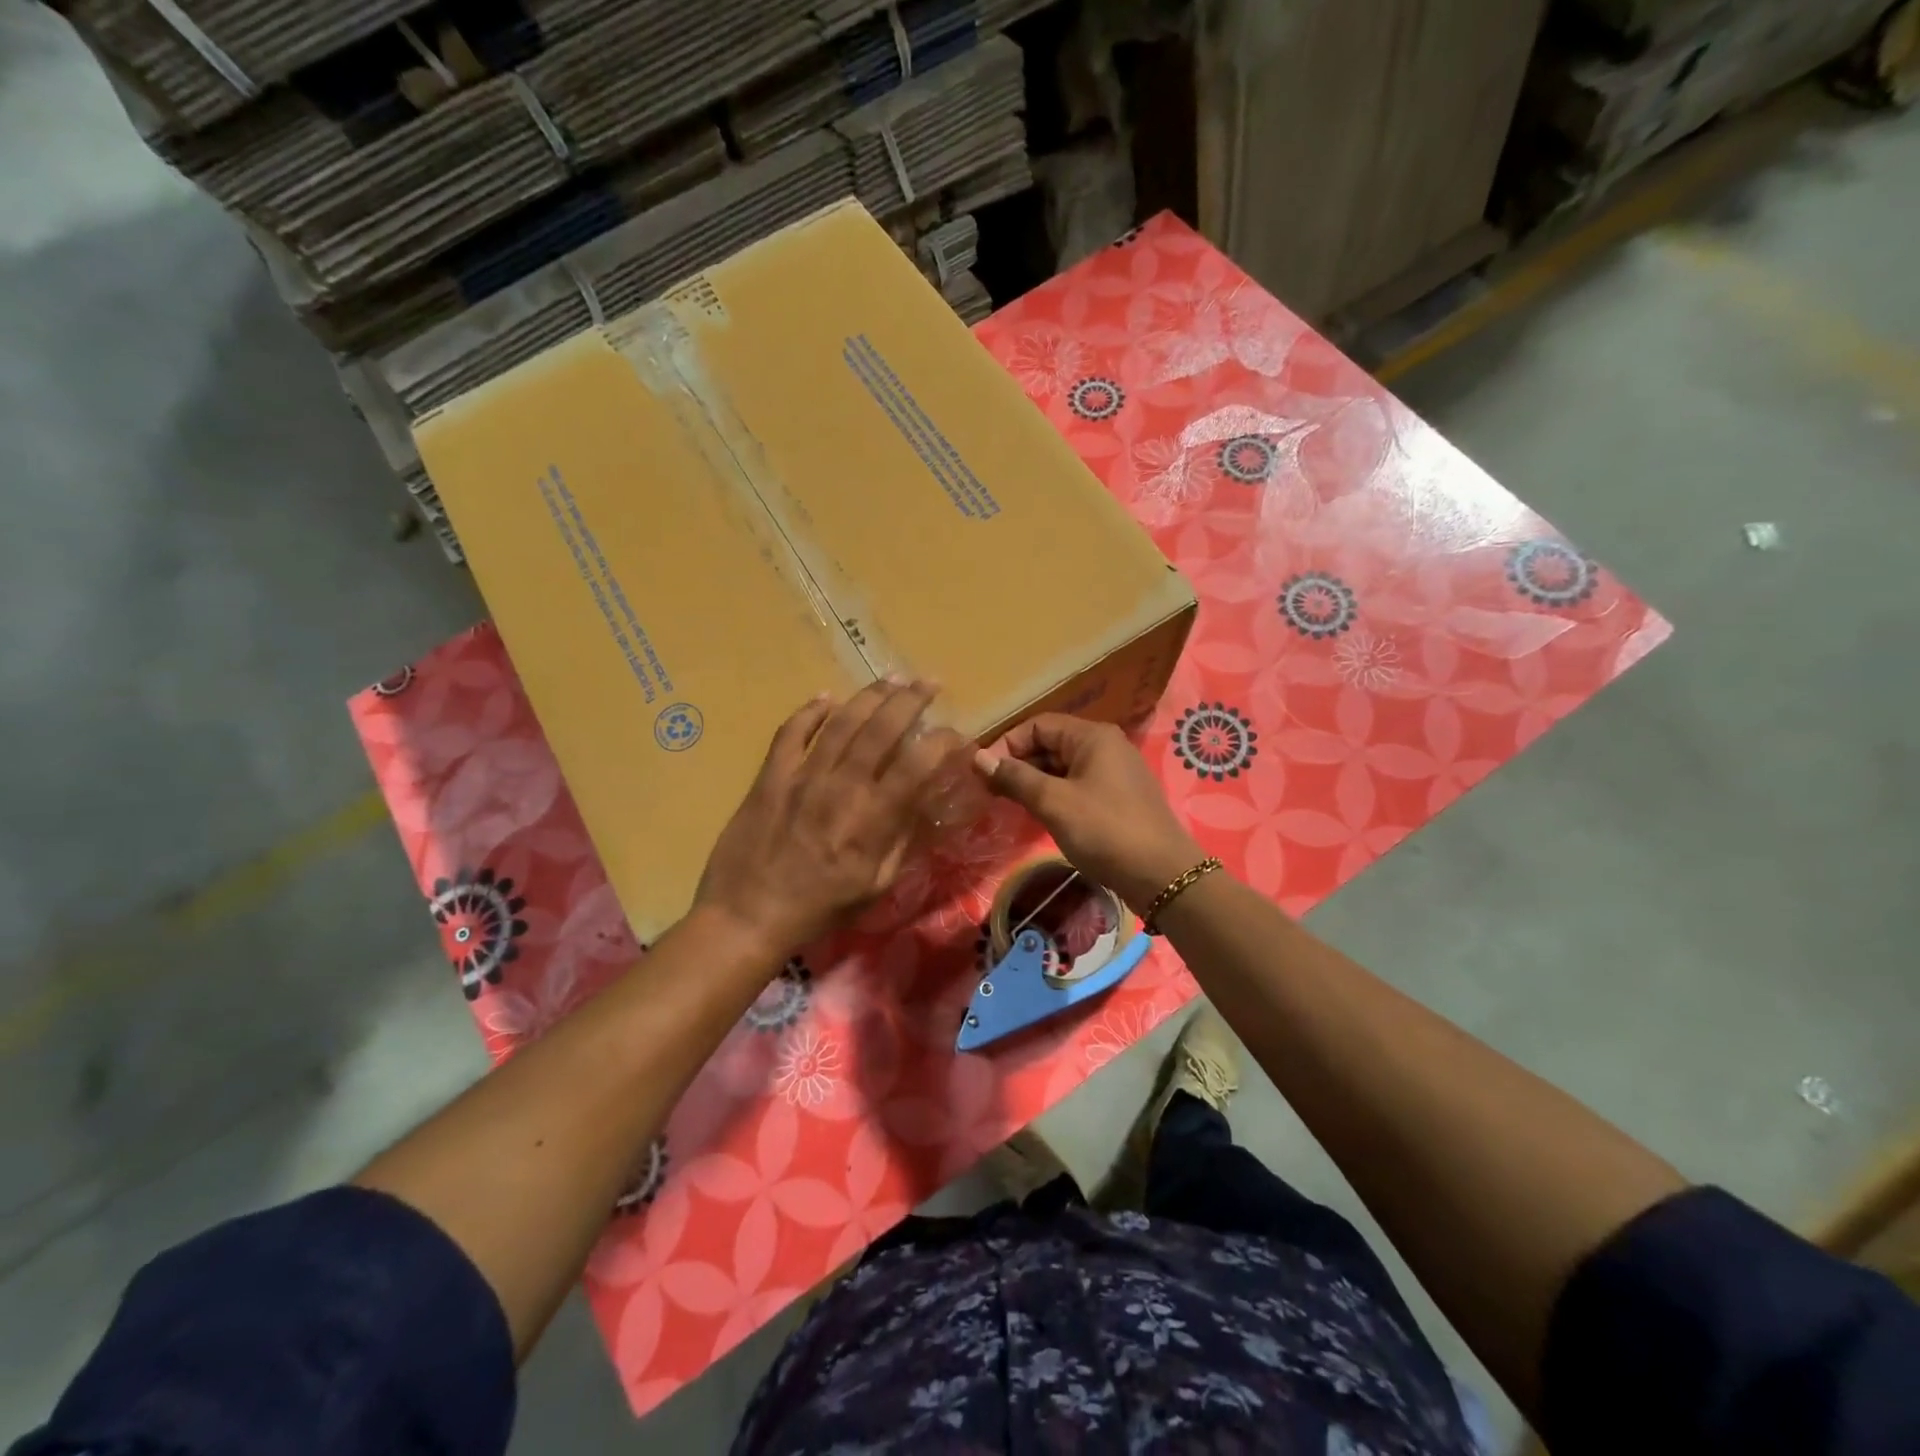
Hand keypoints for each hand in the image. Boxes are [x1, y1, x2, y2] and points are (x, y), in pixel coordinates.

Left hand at [695, 679, 945, 960]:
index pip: (918, 764)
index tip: (956, 734)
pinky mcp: (770, 776)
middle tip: (929, 682)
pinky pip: (791, 732)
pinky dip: (809, 711)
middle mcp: (842, 786)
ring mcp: (802, 776)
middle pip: (882, 728)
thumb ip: (901, 839)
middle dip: (911, 700)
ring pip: (841, 721)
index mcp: (873, 818)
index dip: (943, 742)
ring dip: (870, 695)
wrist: (748, 915)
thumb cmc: (820, 908)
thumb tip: (921, 801)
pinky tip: (826, 698)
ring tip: (891, 679)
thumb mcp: (876, 885)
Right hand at [974, 714, 1205, 915]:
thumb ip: (1016, 777)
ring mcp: (1114, 772)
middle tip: (990, 791)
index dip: (1007, 745)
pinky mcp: (1117, 797)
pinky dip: (1054, 794)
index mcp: (1092, 736)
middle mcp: (1105, 746)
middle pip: (1050, 743)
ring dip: (1034, 781)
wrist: (1162, 876)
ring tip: (1007, 803)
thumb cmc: (1105, 831)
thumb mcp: (1054, 802)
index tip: (982, 773)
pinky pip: (1076, 785)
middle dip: (1018, 763)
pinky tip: (1038, 814)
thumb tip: (978, 758)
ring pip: (1062, 767)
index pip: (1037, 725)